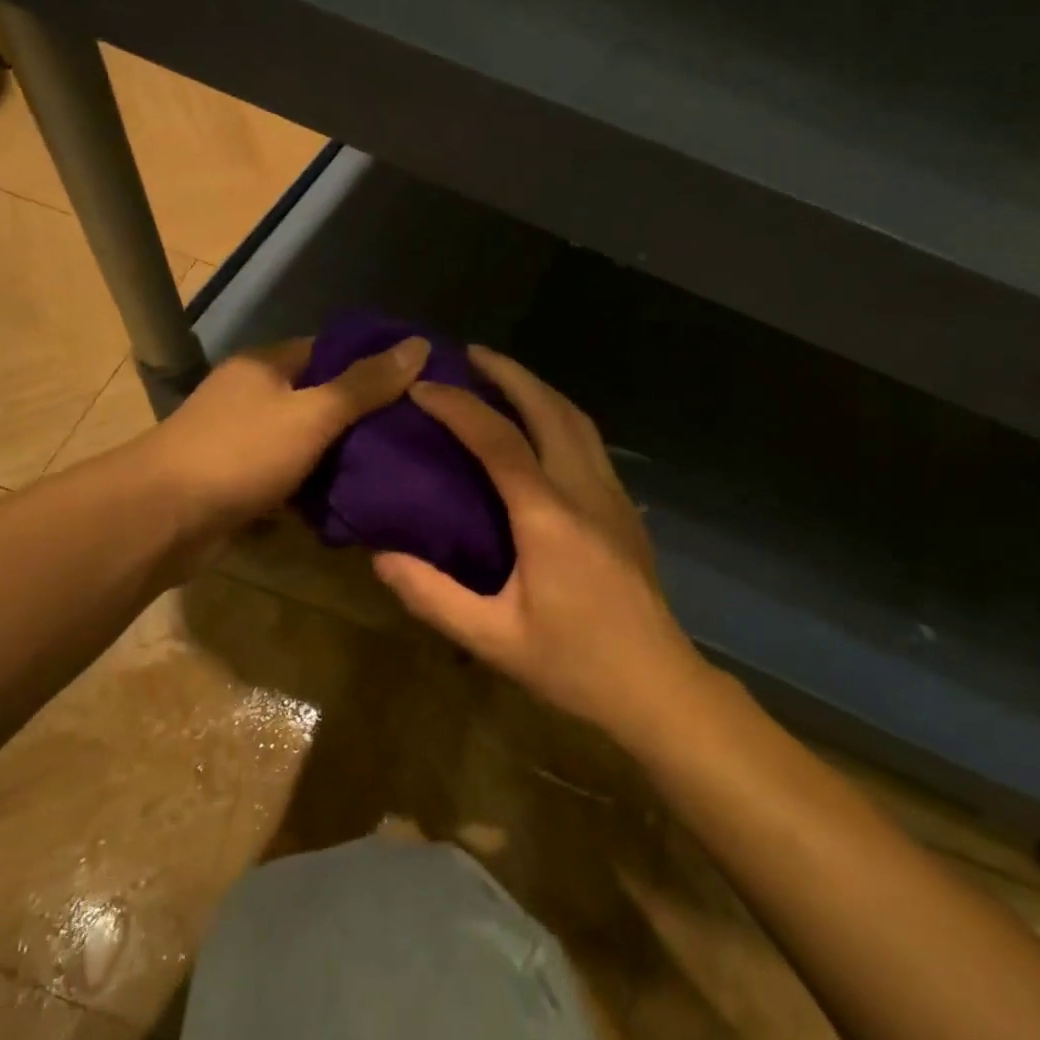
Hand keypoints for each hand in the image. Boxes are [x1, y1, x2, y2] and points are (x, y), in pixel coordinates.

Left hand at [145, 336, 429, 559]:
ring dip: (341, 456)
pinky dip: (316, 488)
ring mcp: (244, 441)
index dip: (372, 361)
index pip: (329, 349)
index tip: (418, 380)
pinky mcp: (241, 483)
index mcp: (266, 365)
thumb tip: (419, 345)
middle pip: (320, 397)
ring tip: (397, 466)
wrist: (164, 519)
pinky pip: (292, 478)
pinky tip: (355, 499)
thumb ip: (365, 384)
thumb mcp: (313, 413)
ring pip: (307, 442)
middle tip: (416, 431)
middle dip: (363, 415)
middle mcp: (253, 396)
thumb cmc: (240, 453)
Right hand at [373, 347, 710, 742]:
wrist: (656, 684)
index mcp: (549, 516)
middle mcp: (585, 489)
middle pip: (550, 409)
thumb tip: (382, 557)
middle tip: (470, 354)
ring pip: (578, 419)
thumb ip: (433, 596)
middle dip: (509, 373)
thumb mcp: (493, 638)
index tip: (422, 387)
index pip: (499, 441)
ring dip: (539, 389)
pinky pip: (590, 442)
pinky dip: (560, 416)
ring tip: (503, 379)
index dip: (458, 407)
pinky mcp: (624, 509)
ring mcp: (612, 495)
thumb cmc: (574, 664)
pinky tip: (542, 429)